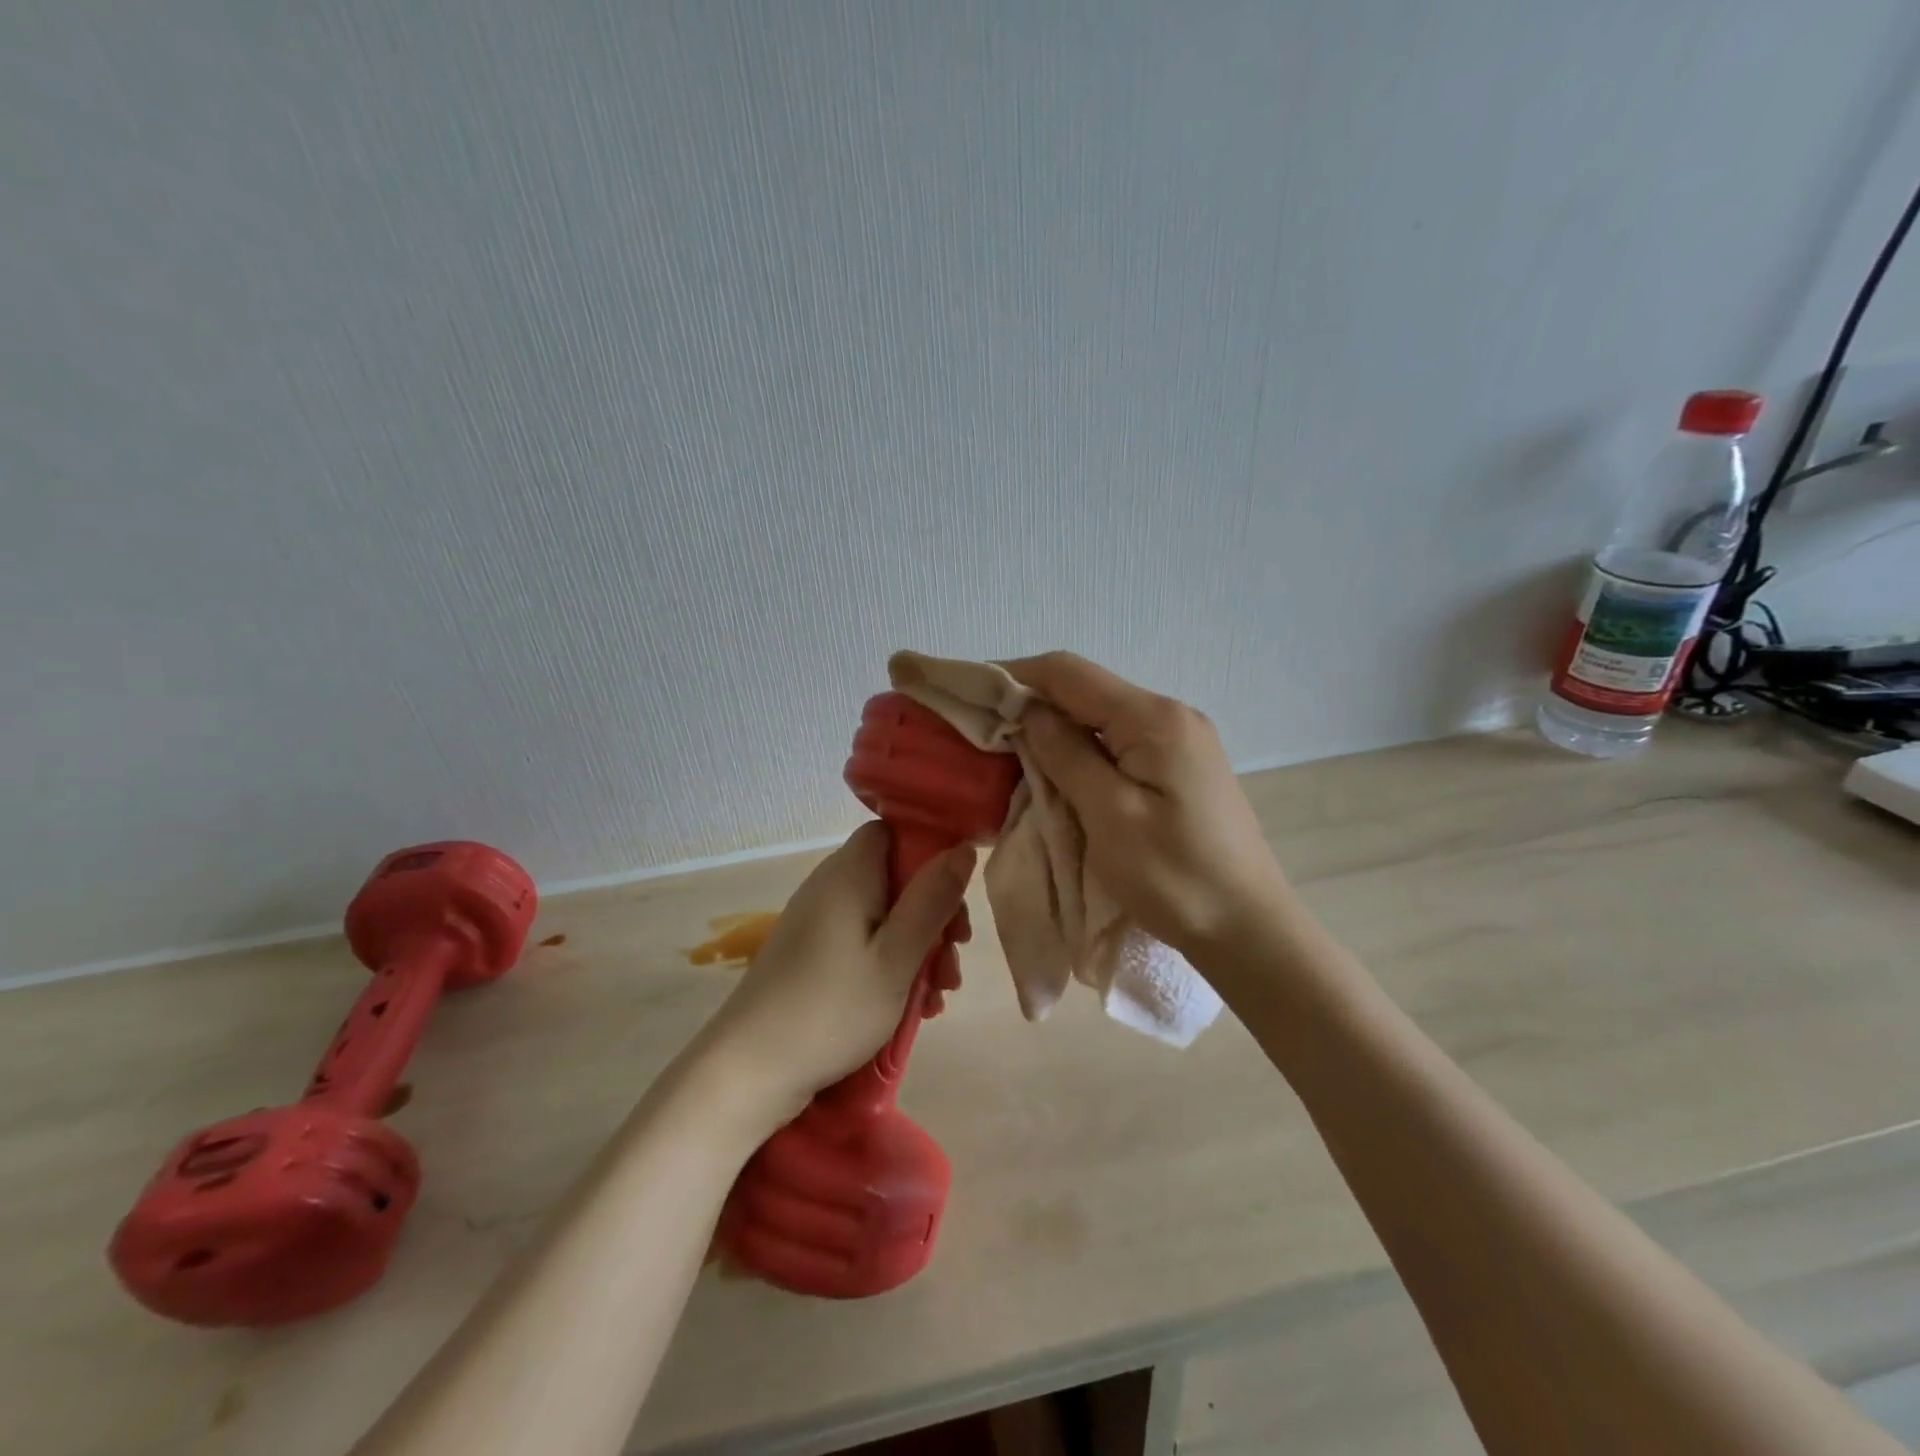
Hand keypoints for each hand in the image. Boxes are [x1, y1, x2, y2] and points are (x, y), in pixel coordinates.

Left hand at [702, 823, 975, 1120]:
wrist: (750, 1068)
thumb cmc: (833, 1007)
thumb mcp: (898, 956)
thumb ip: (933, 899)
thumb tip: (963, 847)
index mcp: (849, 873)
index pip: (894, 832)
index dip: (929, 852)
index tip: (954, 894)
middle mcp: (830, 886)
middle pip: (895, 877)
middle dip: (933, 913)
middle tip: (954, 956)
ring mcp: (818, 921)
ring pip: (884, 915)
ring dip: (918, 946)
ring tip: (940, 993)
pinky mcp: (811, 953)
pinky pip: (863, 941)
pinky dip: (891, 963)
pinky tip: (913, 1005)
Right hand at [1003, 652, 1287, 955]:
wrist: (1248, 928)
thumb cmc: (1175, 877)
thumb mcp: (1109, 815)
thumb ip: (1067, 755)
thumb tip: (1028, 710)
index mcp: (1153, 719)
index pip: (1069, 673)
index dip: (1015, 676)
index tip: (971, 694)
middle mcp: (1170, 715)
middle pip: (1085, 691)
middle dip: (1031, 705)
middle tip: (984, 734)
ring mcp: (1180, 740)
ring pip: (1100, 717)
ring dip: (1055, 731)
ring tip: (1012, 756)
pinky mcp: (1180, 767)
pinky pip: (1118, 743)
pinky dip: (1081, 752)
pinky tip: (1059, 774)